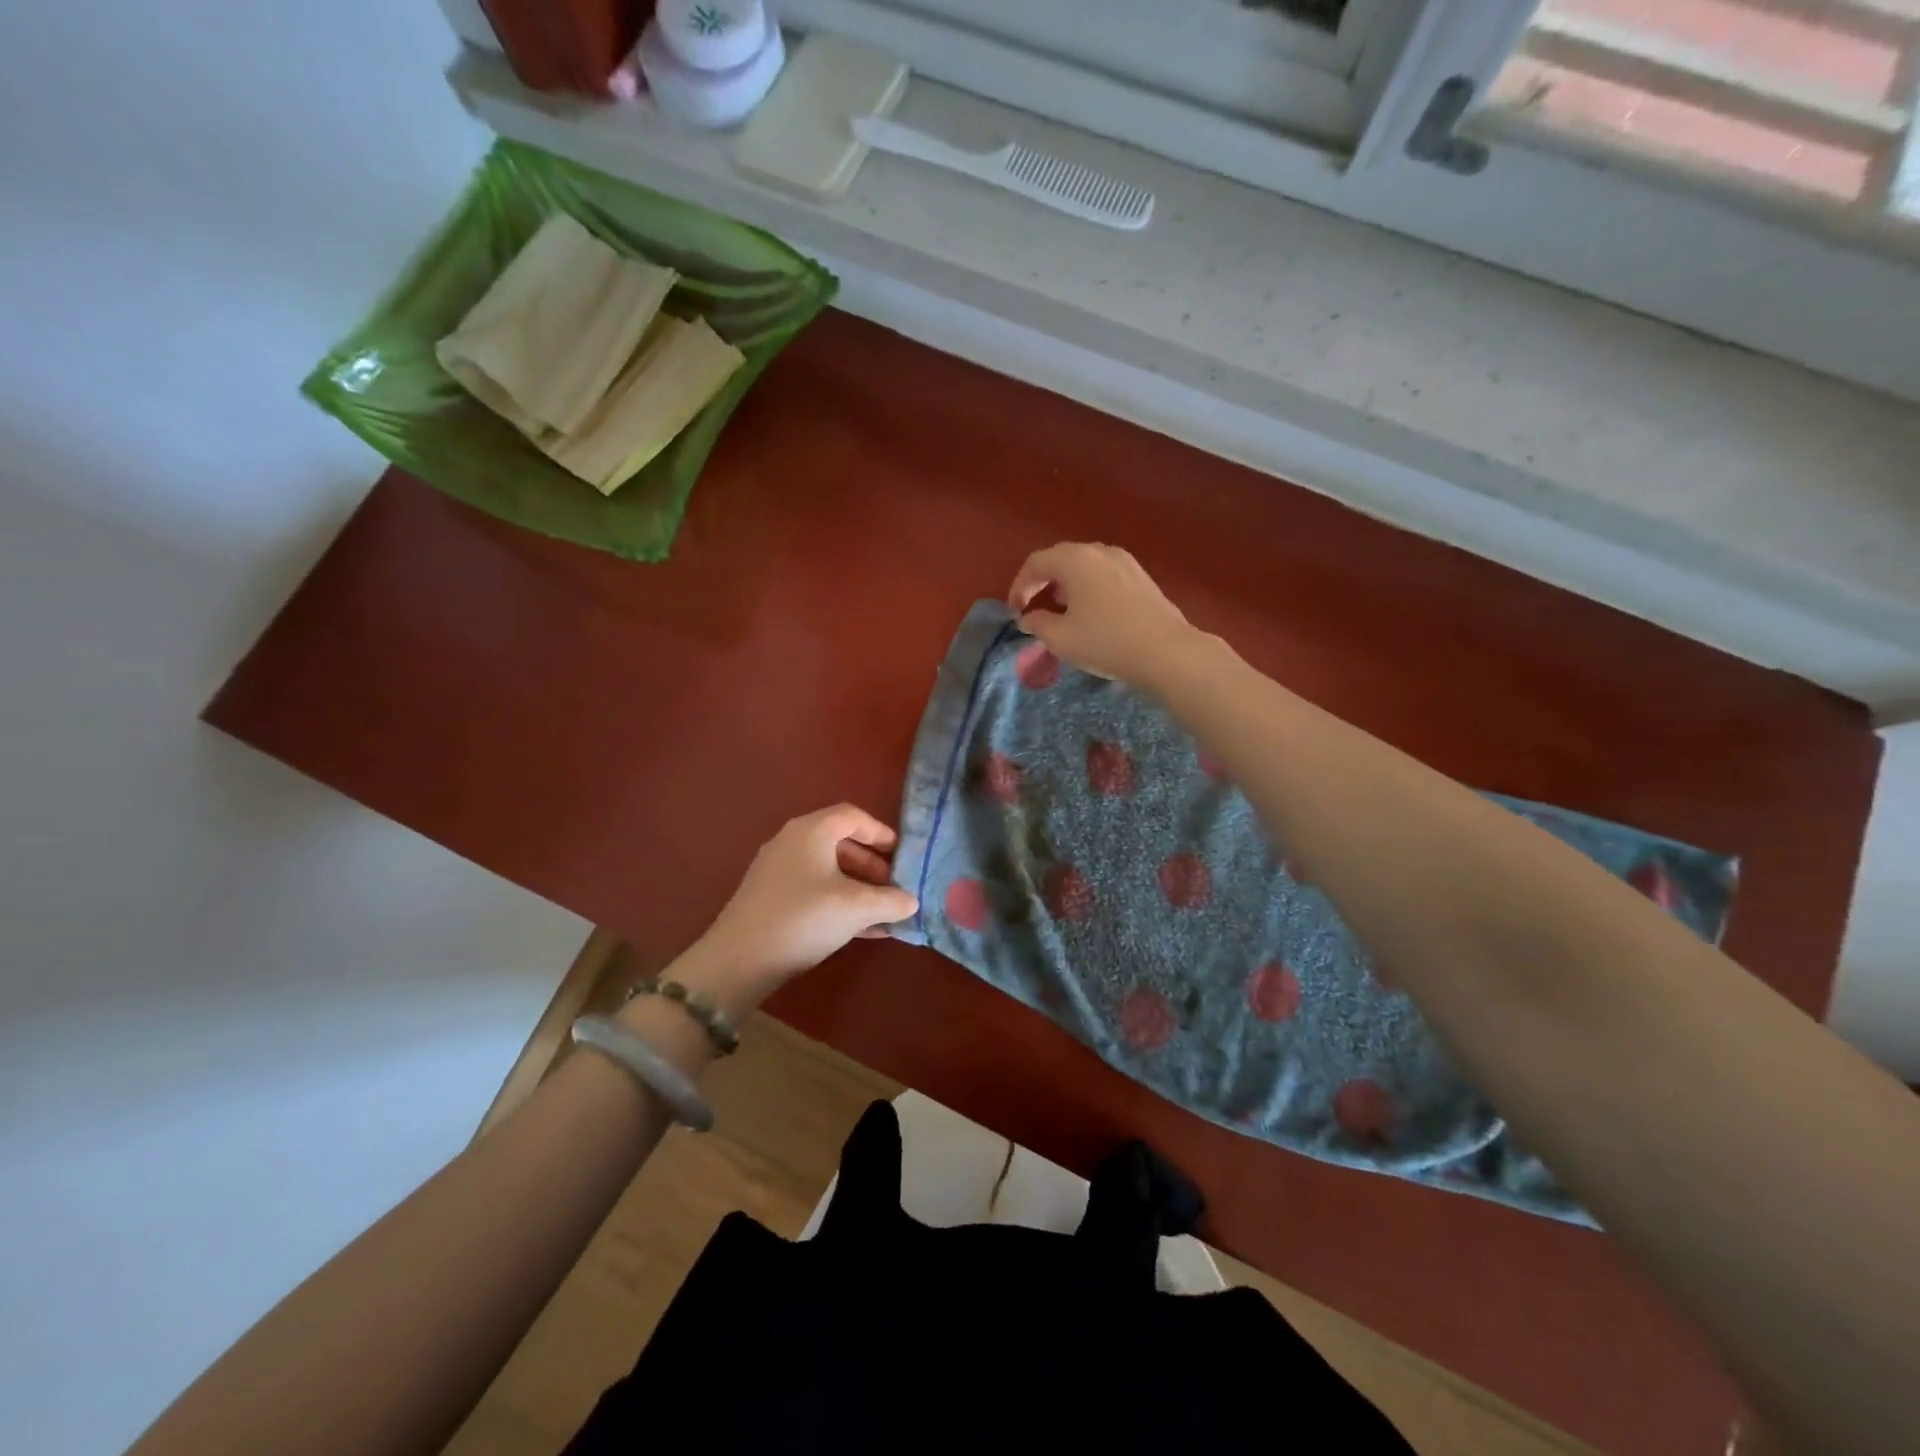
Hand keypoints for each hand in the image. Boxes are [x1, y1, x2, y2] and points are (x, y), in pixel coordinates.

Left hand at [684, 804, 918, 1010]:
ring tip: (883, 911)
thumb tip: (911, 901)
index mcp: (811, 831)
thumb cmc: (804, 917)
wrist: (740, 959)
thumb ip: (890, 901)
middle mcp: (792, 843)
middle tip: (893, 885)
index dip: (880, 832)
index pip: (852, 816)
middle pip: (840, 843)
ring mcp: (778, 871)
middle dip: (871, 864)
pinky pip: (814, 890)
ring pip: (828, 870)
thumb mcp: (856, 907)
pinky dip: (839, 902)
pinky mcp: (771, 899)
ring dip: (858, 887)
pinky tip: (863, 930)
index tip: (901, 853)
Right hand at [1009, 542, 1203, 689]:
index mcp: (1075, 560)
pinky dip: (1089, 588)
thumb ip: (1038, 624)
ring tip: (1060, 610)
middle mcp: (1099, 551)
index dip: (1019, 586)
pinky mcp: (1142, 577)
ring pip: (1085, 566)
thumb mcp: (1061, 638)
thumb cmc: (1105, 641)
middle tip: (1033, 606)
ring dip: (1067, 584)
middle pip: (1061, 559)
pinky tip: (1090, 612)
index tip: (1015, 610)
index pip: (1036, 563)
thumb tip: (1028, 618)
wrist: (1165, 651)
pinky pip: (1104, 575)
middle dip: (1043, 582)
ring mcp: (1125, 562)